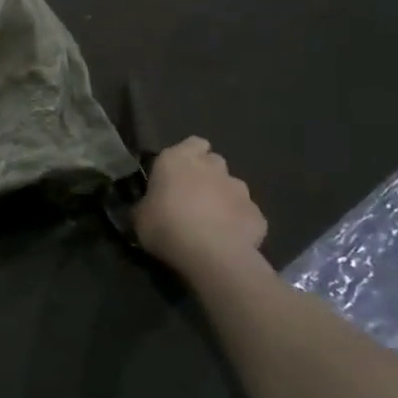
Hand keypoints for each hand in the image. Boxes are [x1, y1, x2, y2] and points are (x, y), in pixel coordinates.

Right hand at [133, 137, 267, 279]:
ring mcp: (240, 190)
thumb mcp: (140, 216)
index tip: (177, 173)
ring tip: (211, 222)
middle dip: (206, 175)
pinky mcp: (258, 214)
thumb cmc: (165, 226)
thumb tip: (150, 206)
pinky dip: (238, 222)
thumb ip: (148, 203)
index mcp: (178, 160)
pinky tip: (227, 239)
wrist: (211, 254)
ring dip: (222, 198)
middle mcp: (212, 168)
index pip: (192, 143)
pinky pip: (245, 214)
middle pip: (213, 162)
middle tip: (191, 197)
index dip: (187, 155)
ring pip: (232, 187)